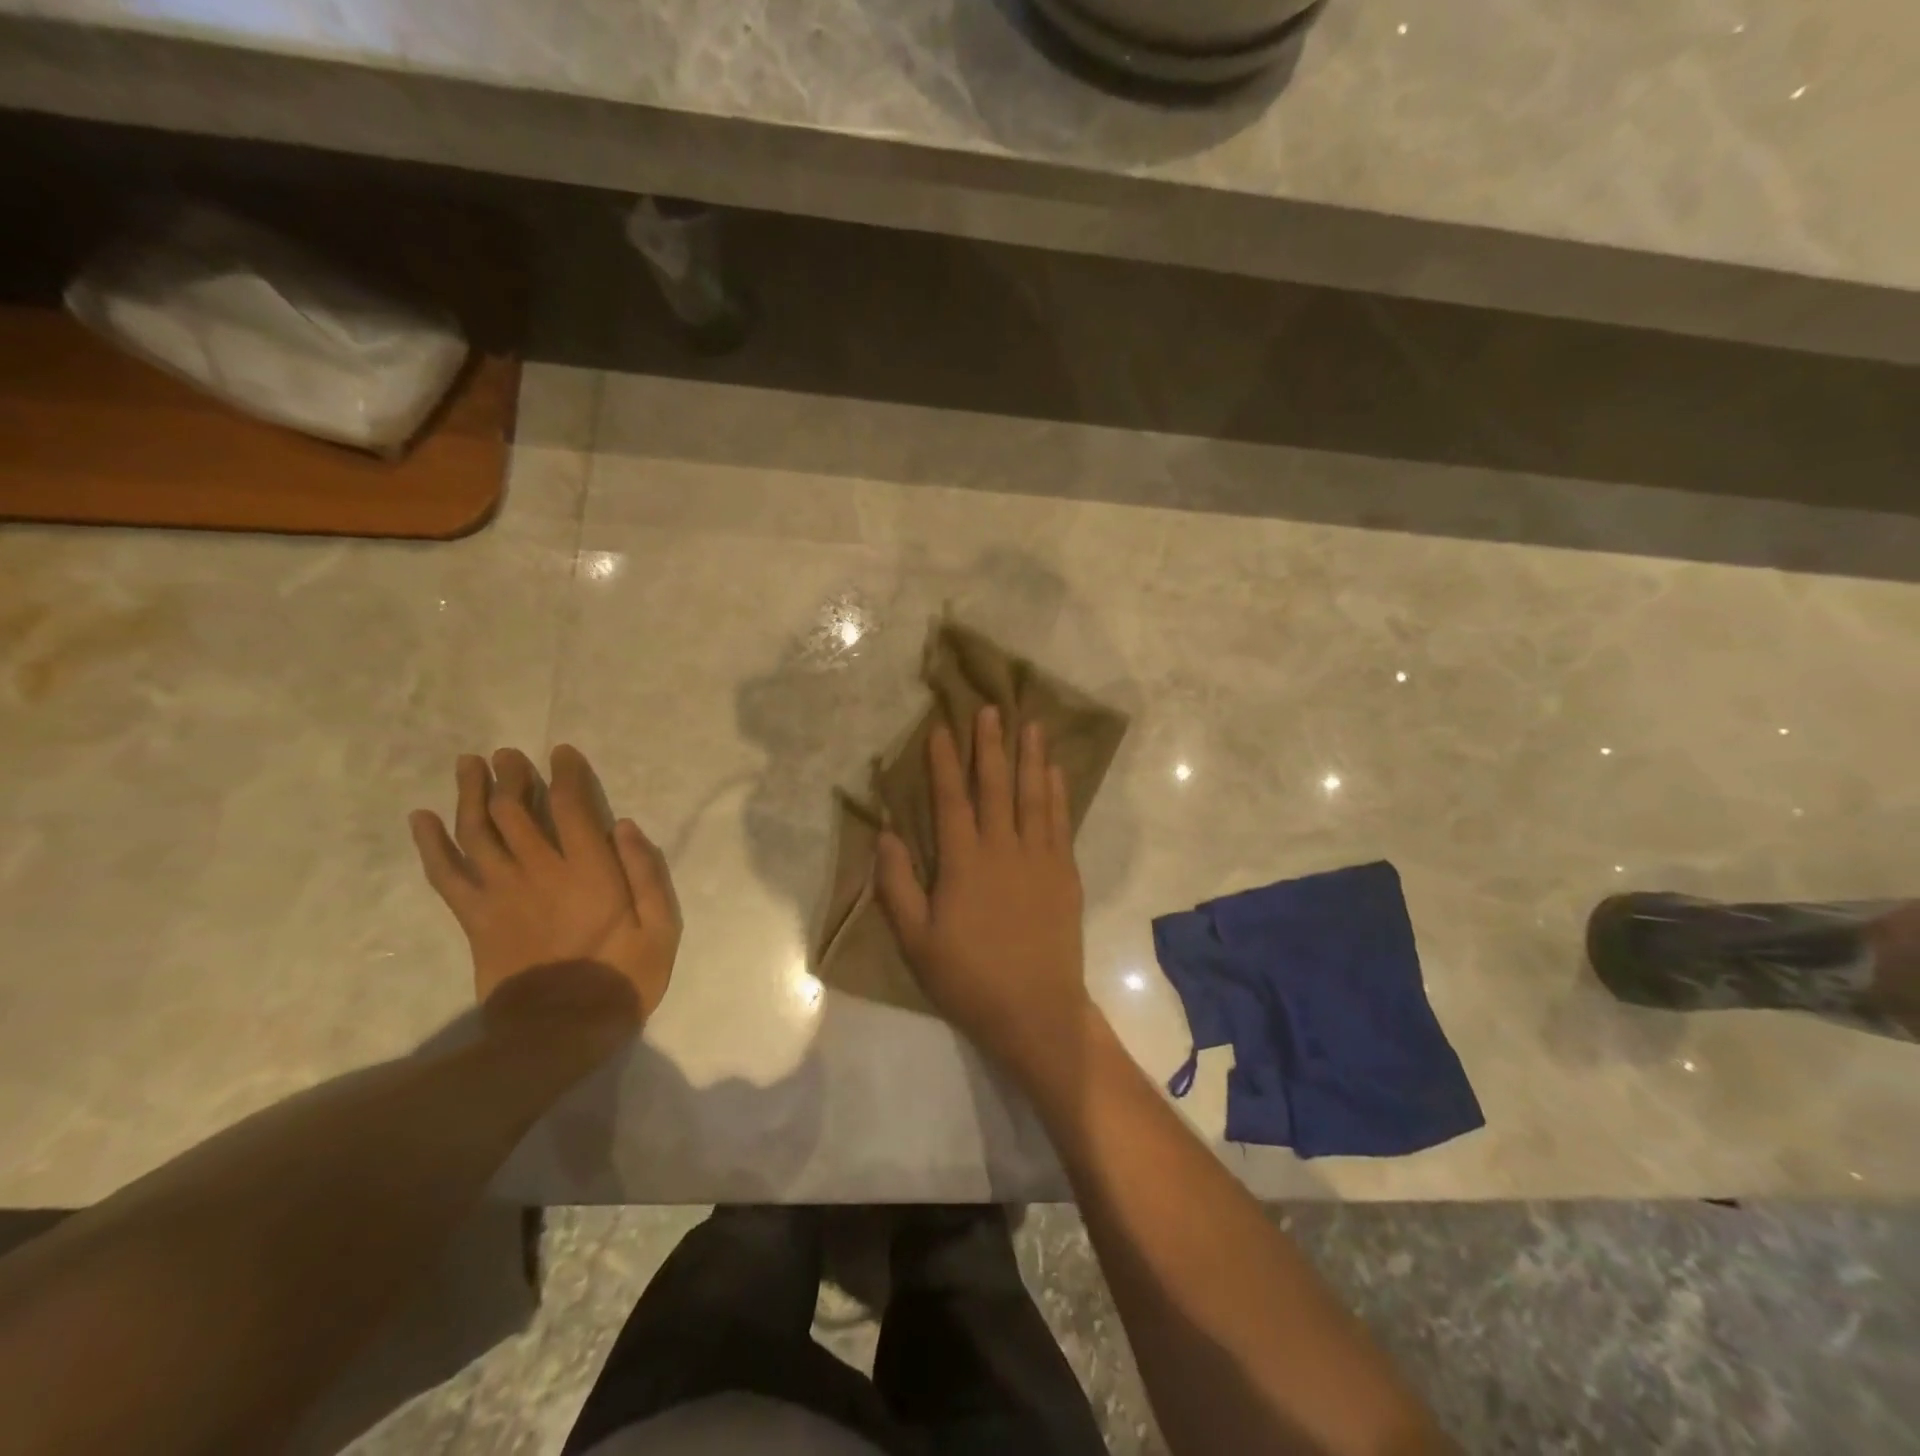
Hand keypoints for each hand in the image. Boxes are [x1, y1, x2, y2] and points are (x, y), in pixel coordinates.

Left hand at [409, 745, 680, 1038]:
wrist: (556, 1033)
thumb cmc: (620, 979)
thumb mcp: (661, 930)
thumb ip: (647, 875)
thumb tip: (625, 825)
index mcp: (589, 871)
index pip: (572, 806)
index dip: (565, 774)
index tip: (561, 752)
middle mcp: (540, 871)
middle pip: (516, 810)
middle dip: (512, 775)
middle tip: (508, 754)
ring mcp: (501, 893)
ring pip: (477, 831)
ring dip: (471, 793)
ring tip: (469, 764)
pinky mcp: (475, 918)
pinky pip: (445, 873)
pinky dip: (430, 843)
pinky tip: (423, 818)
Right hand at [874, 706, 1094, 1070]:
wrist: (1035, 1010)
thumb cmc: (968, 978)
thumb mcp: (916, 940)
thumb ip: (897, 885)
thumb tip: (885, 834)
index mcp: (963, 863)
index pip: (951, 800)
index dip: (944, 762)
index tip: (941, 728)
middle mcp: (1003, 849)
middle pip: (995, 786)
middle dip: (990, 745)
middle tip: (990, 709)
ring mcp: (1039, 858)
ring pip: (1034, 796)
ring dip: (1031, 757)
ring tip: (1031, 724)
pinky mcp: (1064, 873)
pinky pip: (1060, 821)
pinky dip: (1058, 792)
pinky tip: (1056, 771)